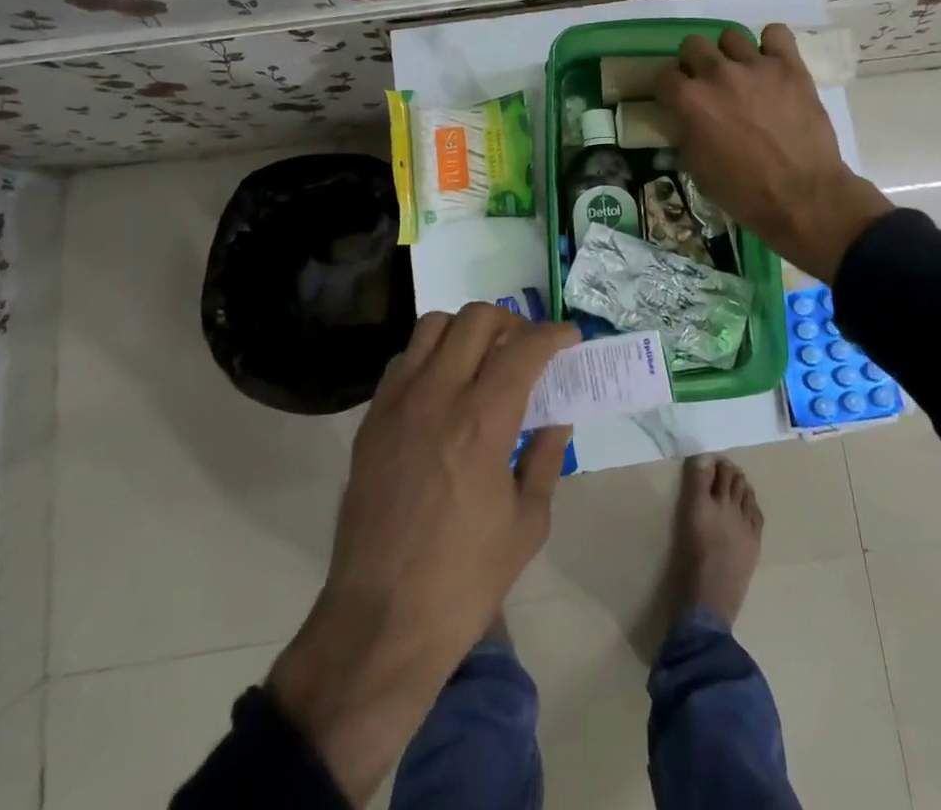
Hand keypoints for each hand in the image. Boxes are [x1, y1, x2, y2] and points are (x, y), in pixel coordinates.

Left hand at [265, 304, 576, 805]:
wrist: (379, 622)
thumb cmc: (464, 580)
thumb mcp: (527, 523)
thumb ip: (544, 457)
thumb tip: (556, 416)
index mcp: (482, 422)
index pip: (523, 348)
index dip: (553, 334)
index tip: (569, 338)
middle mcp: (436, 396)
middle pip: (476, 318)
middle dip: (511, 321)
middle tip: (527, 347)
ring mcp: (397, 403)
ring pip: (433, 326)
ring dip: (466, 330)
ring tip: (483, 359)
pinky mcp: (371, 420)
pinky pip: (403, 360)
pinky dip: (430, 355)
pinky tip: (444, 388)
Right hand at [656, 23, 891, 281]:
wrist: (802, 195)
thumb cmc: (742, 192)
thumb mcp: (695, 168)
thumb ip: (684, 133)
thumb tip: (683, 118)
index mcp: (688, 100)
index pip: (663, 75)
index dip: (669, 89)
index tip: (677, 100)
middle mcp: (716, 73)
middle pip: (693, 45)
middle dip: (695, 63)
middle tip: (708, 85)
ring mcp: (754, 65)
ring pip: (730, 36)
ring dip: (730, 55)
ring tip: (742, 75)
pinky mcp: (789, 65)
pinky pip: (775, 33)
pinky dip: (771, 45)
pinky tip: (772, 64)